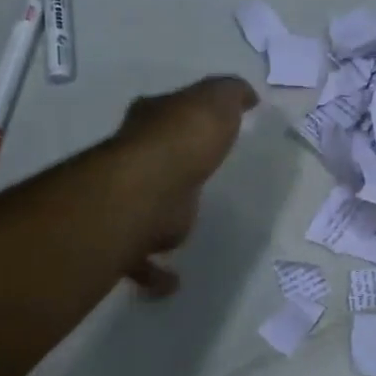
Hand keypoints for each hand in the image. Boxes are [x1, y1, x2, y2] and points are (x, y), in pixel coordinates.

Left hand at [111, 75, 256, 295]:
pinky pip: (144, 261)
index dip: (179, 114)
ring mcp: (128, 200)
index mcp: (151, 123)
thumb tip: (247, 94)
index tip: (200, 125)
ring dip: (156, 221)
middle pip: (150, 160)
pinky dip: (157, 274)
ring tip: (182, 228)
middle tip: (194, 177)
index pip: (163, 112)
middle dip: (167, 167)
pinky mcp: (132, 239)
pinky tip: (175, 281)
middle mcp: (132, 159)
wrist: (151, 189)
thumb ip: (231, 94)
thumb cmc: (185, 140)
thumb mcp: (216, 101)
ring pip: (142, 210)